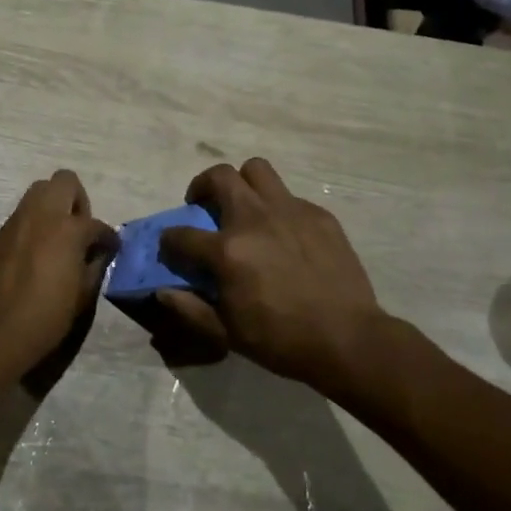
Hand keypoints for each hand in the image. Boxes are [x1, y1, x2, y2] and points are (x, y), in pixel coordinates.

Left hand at [0, 170, 117, 383]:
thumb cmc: (48, 315)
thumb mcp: (84, 293)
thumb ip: (96, 264)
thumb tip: (100, 251)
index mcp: (68, 229)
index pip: (97, 224)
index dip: (108, 238)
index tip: (110, 248)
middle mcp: (42, 215)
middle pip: (63, 181)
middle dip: (77, 199)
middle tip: (79, 228)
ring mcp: (17, 221)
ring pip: (38, 192)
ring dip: (53, 206)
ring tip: (58, 238)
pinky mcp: (0, 234)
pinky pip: (22, 215)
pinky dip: (35, 224)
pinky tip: (37, 252)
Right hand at [153, 158, 392, 390]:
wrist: (347, 339)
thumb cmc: (281, 340)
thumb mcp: (227, 333)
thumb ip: (190, 309)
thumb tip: (162, 291)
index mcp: (227, 250)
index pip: (181, 234)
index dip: (169, 241)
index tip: (171, 248)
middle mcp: (254, 219)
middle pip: (219, 176)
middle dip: (202, 186)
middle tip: (204, 207)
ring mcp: (289, 211)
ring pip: (256, 170)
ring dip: (242, 182)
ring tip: (244, 206)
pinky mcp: (318, 215)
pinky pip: (289, 197)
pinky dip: (277, 208)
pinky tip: (284, 235)